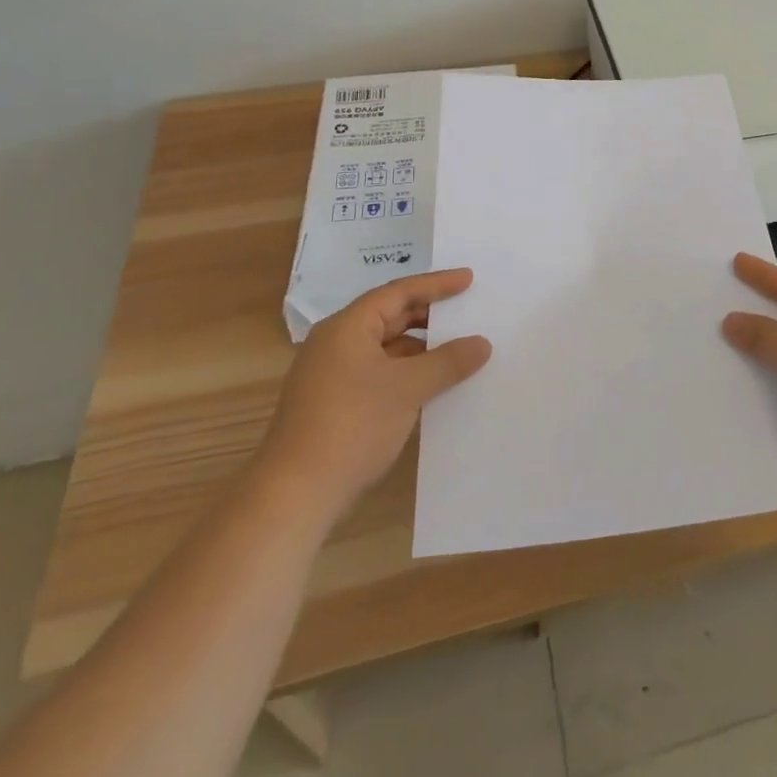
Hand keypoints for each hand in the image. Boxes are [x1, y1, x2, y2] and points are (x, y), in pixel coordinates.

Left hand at [257, 268, 492, 509]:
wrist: (293, 496)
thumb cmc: (352, 426)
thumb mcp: (408, 388)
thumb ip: (448, 361)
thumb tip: (482, 343)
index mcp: (348, 327)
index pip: (398, 292)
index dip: (436, 284)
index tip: (469, 279)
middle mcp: (336, 343)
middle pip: (389, 317)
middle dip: (429, 316)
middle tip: (466, 313)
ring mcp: (331, 375)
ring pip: (385, 348)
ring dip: (420, 348)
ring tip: (457, 352)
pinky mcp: (332, 404)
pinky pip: (377, 373)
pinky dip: (405, 373)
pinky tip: (430, 387)